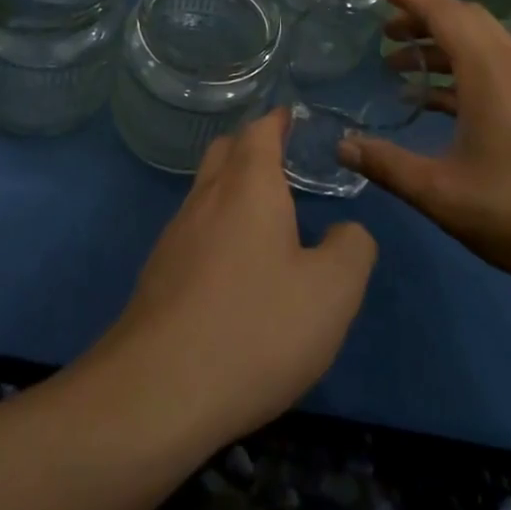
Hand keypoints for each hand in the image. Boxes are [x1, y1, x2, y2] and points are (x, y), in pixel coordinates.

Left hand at [98, 109, 376, 447]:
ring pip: (205, 192)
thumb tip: (346, 232)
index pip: (259, 132)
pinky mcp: (158, 275)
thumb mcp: (332, 292)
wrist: (158, 391)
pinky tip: (235, 267)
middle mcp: (205, 199)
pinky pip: (194, 230)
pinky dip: (218, 227)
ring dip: (233, 189)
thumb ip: (352, 249)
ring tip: (266, 214)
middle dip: (251, 148)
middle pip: (224, 153)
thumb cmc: (255, 327)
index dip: (277, 121)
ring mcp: (175, 237)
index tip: (292, 118)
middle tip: (284, 161)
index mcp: (248, 188)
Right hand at [339, 0, 510, 307]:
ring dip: (442, 47)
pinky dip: (462, 72)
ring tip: (401, 68)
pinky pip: (496, 70)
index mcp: (491, 72)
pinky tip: (438, 103)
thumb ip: (388, 165)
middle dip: (422, 19)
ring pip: (483, 45)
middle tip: (384, 33)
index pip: (444, 13)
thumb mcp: (442, 193)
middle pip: (466, 21)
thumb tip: (341, 146)